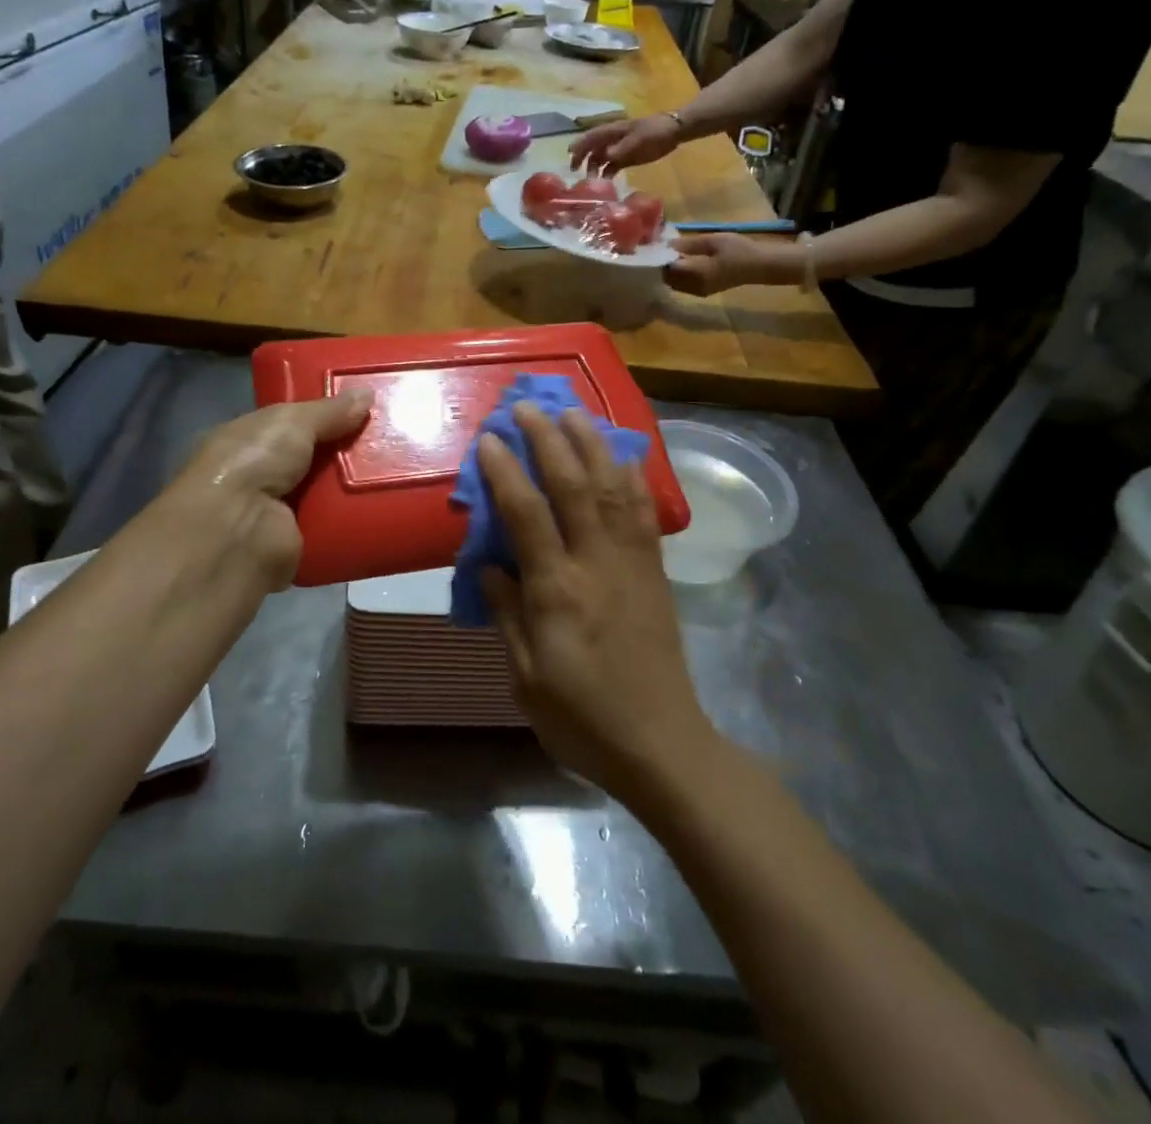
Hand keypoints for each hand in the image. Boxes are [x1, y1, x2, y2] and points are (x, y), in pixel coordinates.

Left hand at [166, 390, 373, 590]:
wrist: (237, 531)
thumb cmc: (252, 462)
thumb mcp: (290, 421)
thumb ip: (329, 411)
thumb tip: (367, 393)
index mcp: (245, 441)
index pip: (288, 425)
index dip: (322, 415)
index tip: (361, 406)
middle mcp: (258, 476)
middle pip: (313, 458)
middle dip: (346, 448)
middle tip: (389, 434)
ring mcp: (278, 512)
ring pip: (328, 492)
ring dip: (356, 483)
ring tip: (398, 466)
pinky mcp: (300, 542)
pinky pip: (337, 524)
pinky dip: (358, 515)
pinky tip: (388, 501)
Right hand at [477, 404, 712, 802]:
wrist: (661, 743)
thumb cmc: (582, 718)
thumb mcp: (525, 678)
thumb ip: (507, 614)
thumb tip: (489, 565)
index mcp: (558, 591)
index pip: (527, 515)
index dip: (506, 472)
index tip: (490, 439)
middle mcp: (597, 564)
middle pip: (574, 486)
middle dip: (549, 440)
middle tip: (528, 406)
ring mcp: (632, 563)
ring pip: (613, 488)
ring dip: (592, 444)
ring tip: (574, 412)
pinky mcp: (655, 570)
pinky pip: (645, 512)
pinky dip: (633, 477)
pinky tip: (623, 454)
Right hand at [570, 113, 682, 175]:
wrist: (674, 131)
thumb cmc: (655, 132)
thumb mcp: (638, 140)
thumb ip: (621, 149)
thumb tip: (605, 156)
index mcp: (612, 131)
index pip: (591, 137)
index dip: (579, 145)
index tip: (569, 155)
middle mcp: (612, 140)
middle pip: (592, 148)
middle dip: (582, 158)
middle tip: (575, 172)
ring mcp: (619, 149)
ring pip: (600, 158)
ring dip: (594, 169)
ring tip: (592, 182)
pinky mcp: (626, 157)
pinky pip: (612, 166)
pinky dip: (607, 173)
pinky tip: (606, 183)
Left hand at [664, 233, 797, 296]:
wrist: (759, 265)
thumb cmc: (738, 249)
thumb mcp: (712, 240)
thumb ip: (687, 244)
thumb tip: (666, 245)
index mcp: (696, 274)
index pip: (667, 268)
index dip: (661, 257)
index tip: (659, 245)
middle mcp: (693, 287)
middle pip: (667, 278)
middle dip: (664, 265)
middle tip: (667, 249)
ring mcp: (698, 292)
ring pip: (673, 284)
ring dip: (671, 271)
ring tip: (676, 254)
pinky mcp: (702, 293)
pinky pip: (682, 286)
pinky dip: (679, 276)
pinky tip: (685, 263)